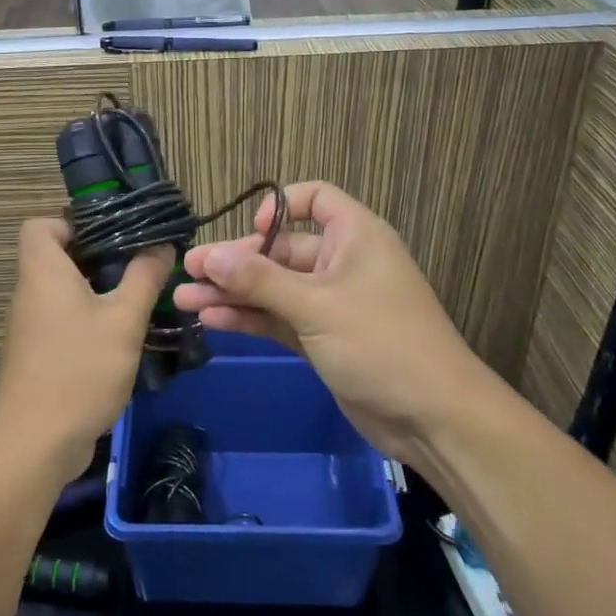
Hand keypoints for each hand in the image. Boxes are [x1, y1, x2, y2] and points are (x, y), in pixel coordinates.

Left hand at [0, 219, 172, 482]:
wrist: (36, 443)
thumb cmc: (79, 369)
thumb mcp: (123, 319)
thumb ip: (144, 277)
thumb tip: (160, 245)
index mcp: (43, 271)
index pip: (40, 225)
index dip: (71, 221)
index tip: (112, 233)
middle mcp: (30, 293)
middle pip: (57, 256)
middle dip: (98, 255)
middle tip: (138, 263)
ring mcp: (31, 327)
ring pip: (63, 291)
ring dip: (98, 289)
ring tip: (138, 296)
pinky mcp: (37, 354)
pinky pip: (63, 319)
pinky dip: (89, 318)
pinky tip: (121, 335)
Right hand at [172, 183, 493, 465]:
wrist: (432, 417)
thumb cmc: (381, 343)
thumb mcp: (316, 306)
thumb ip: (259, 280)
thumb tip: (208, 255)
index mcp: (355, 236)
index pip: (316, 199)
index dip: (280, 207)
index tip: (251, 231)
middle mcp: (342, 263)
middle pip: (281, 250)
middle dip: (236, 261)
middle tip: (189, 271)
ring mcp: (331, 303)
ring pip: (274, 288)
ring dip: (233, 293)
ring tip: (184, 300)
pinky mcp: (323, 339)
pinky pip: (279, 318)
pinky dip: (249, 318)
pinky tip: (211, 320)